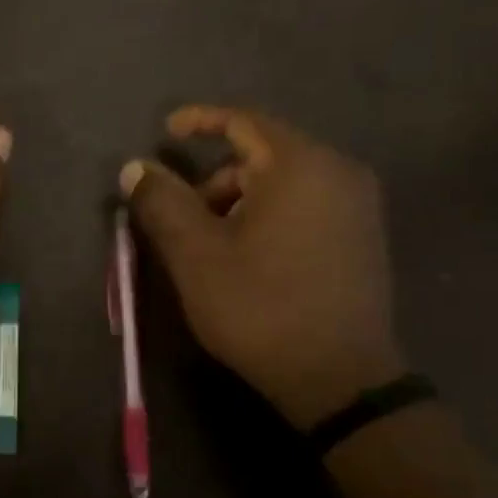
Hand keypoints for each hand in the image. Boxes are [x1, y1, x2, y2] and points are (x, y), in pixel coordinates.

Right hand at [121, 105, 404, 426]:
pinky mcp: (362, 237)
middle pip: (262, 156)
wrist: (338, 377)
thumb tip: (134, 166)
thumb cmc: (259, 307)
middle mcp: (338, 172)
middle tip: (181, 221)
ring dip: (239, 203)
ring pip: (283, 184)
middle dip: (214, 181)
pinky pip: (305, 206)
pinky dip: (268, 216)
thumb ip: (162, 203)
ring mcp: (357, 206)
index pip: (243, 122)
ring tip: (211, 249)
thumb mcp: (195, 254)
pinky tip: (249, 258)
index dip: (200, 121)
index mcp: (299, 165)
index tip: (166, 131)